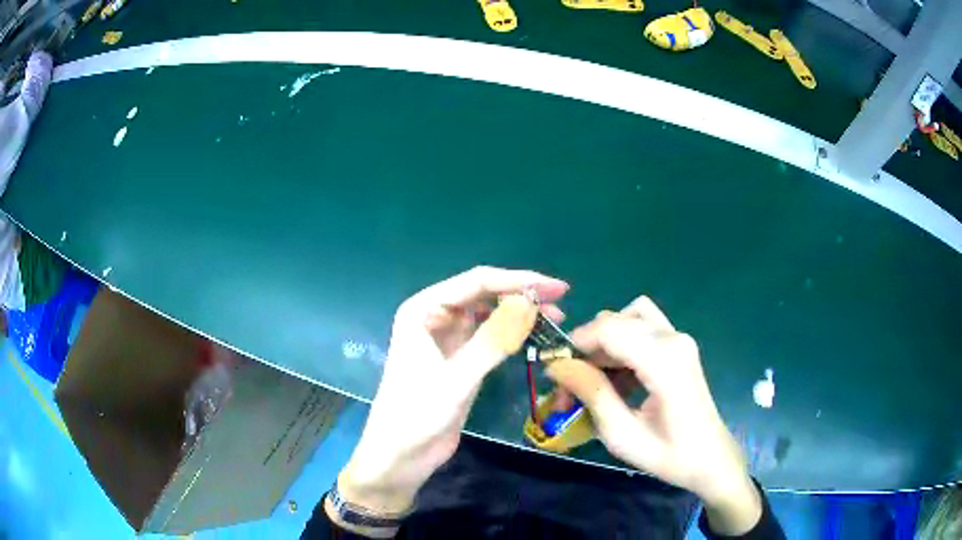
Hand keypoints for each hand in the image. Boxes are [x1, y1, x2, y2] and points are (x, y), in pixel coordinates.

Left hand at [335, 267, 567, 522]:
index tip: (556, 287)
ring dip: (519, 313)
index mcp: (423, 309)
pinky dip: (512, 334)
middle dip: (522, 295)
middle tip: (561, 302)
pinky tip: (534, 336)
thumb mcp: (457, 378)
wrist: (401, 454)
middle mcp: (434, 316)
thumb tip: (529, 302)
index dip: (518, 280)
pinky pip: (490, 337)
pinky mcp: (459, 359)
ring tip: (555, 319)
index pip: (477, 282)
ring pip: (489, 314)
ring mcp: (447, 338)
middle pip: (484, 294)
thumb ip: (492, 340)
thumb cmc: (418, 414)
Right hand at [545, 296, 760, 534]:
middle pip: (615, 321)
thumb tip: (557, 365)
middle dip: (587, 351)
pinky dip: (621, 347)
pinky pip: (641, 329)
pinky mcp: (679, 345)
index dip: (576, 344)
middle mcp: (673, 338)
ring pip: (627, 319)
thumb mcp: (622, 435)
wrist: (711, 458)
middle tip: (572, 389)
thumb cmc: (669, 455)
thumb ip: (591, 394)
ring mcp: (679, 339)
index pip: (609, 328)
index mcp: (664, 361)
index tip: (557, 373)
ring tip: (595, 382)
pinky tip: (617, 381)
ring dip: (604, 346)